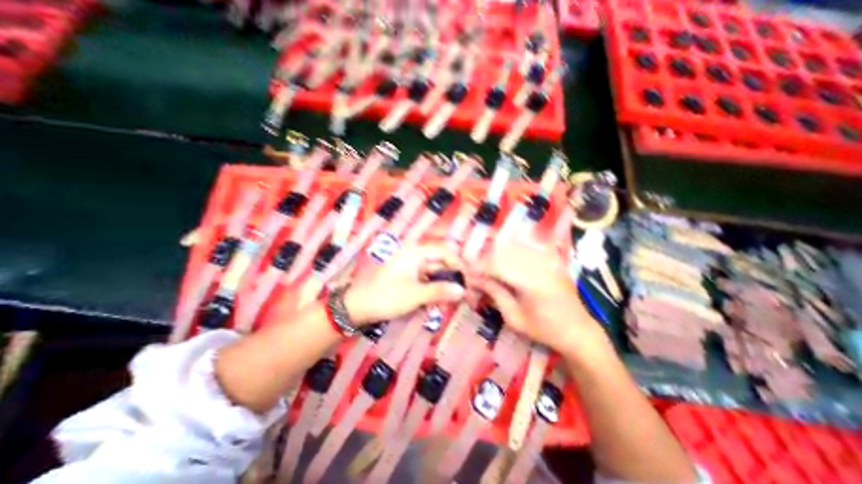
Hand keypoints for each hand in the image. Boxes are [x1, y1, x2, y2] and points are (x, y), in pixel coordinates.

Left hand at [343, 246, 464, 325]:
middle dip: (451, 280)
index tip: (468, 281)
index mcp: (416, 252)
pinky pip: (424, 282)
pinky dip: (432, 292)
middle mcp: (414, 256)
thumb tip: (463, 290)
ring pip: (433, 275)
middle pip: (440, 264)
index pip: (444, 252)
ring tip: (449, 303)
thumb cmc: (386, 296)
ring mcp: (409, 267)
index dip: (458, 265)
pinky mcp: (406, 278)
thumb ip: (440, 291)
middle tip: (462, 295)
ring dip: (442, 288)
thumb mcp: (415, 294)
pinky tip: (435, 304)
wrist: (356, 307)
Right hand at [468, 243, 607, 358]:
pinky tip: (507, 260)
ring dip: (497, 254)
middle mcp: (540, 264)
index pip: (497, 265)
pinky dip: (512, 250)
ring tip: (490, 269)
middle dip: (486, 261)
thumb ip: (495, 293)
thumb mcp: (514, 318)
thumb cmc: (544, 329)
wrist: (578, 330)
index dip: (479, 268)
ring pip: (514, 246)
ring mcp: (548, 258)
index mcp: (532, 282)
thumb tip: (475, 279)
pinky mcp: (552, 258)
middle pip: (503, 251)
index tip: (468, 275)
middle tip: (477, 274)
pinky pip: (527, 245)